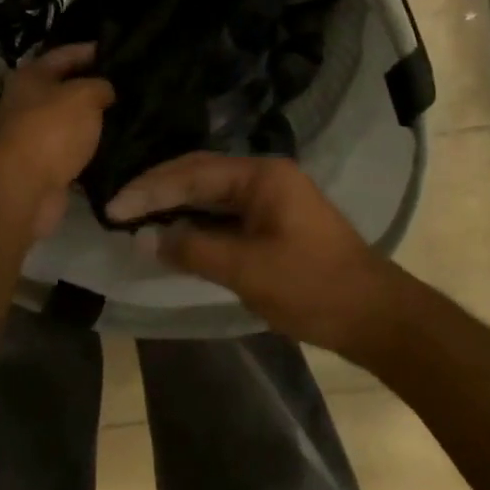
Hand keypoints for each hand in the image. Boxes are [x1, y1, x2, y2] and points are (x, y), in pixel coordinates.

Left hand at [0, 44, 114, 240]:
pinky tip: (118, 148)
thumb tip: (106, 89)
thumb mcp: (84, 96)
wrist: (24, 188)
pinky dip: (90, 150)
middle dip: (95, 87)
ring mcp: (32, 136)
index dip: (92, 50)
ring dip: (94, 121)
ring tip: (131, 117)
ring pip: (70, 122)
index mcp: (31, 76)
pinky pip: (72, 151)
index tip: (122, 51)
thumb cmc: (51, 130)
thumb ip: (101, 86)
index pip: (65, 53)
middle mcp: (26, 102)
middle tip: (131, 86)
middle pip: (66, 88)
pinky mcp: (42, 166)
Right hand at [106, 154, 398, 354]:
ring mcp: (270, 198)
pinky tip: (172, 232)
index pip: (191, 173)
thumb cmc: (312, 287)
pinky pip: (223, 213)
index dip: (149, 189)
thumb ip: (192, 248)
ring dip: (174, 204)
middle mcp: (264, 176)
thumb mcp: (246, 270)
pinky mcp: (272, 221)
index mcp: (261, 175)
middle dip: (157, 190)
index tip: (113, 207)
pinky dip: (195, 222)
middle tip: (117, 207)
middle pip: (198, 174)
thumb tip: (144, 238)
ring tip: (134, 216)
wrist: (376, 316)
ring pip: (209, 193)